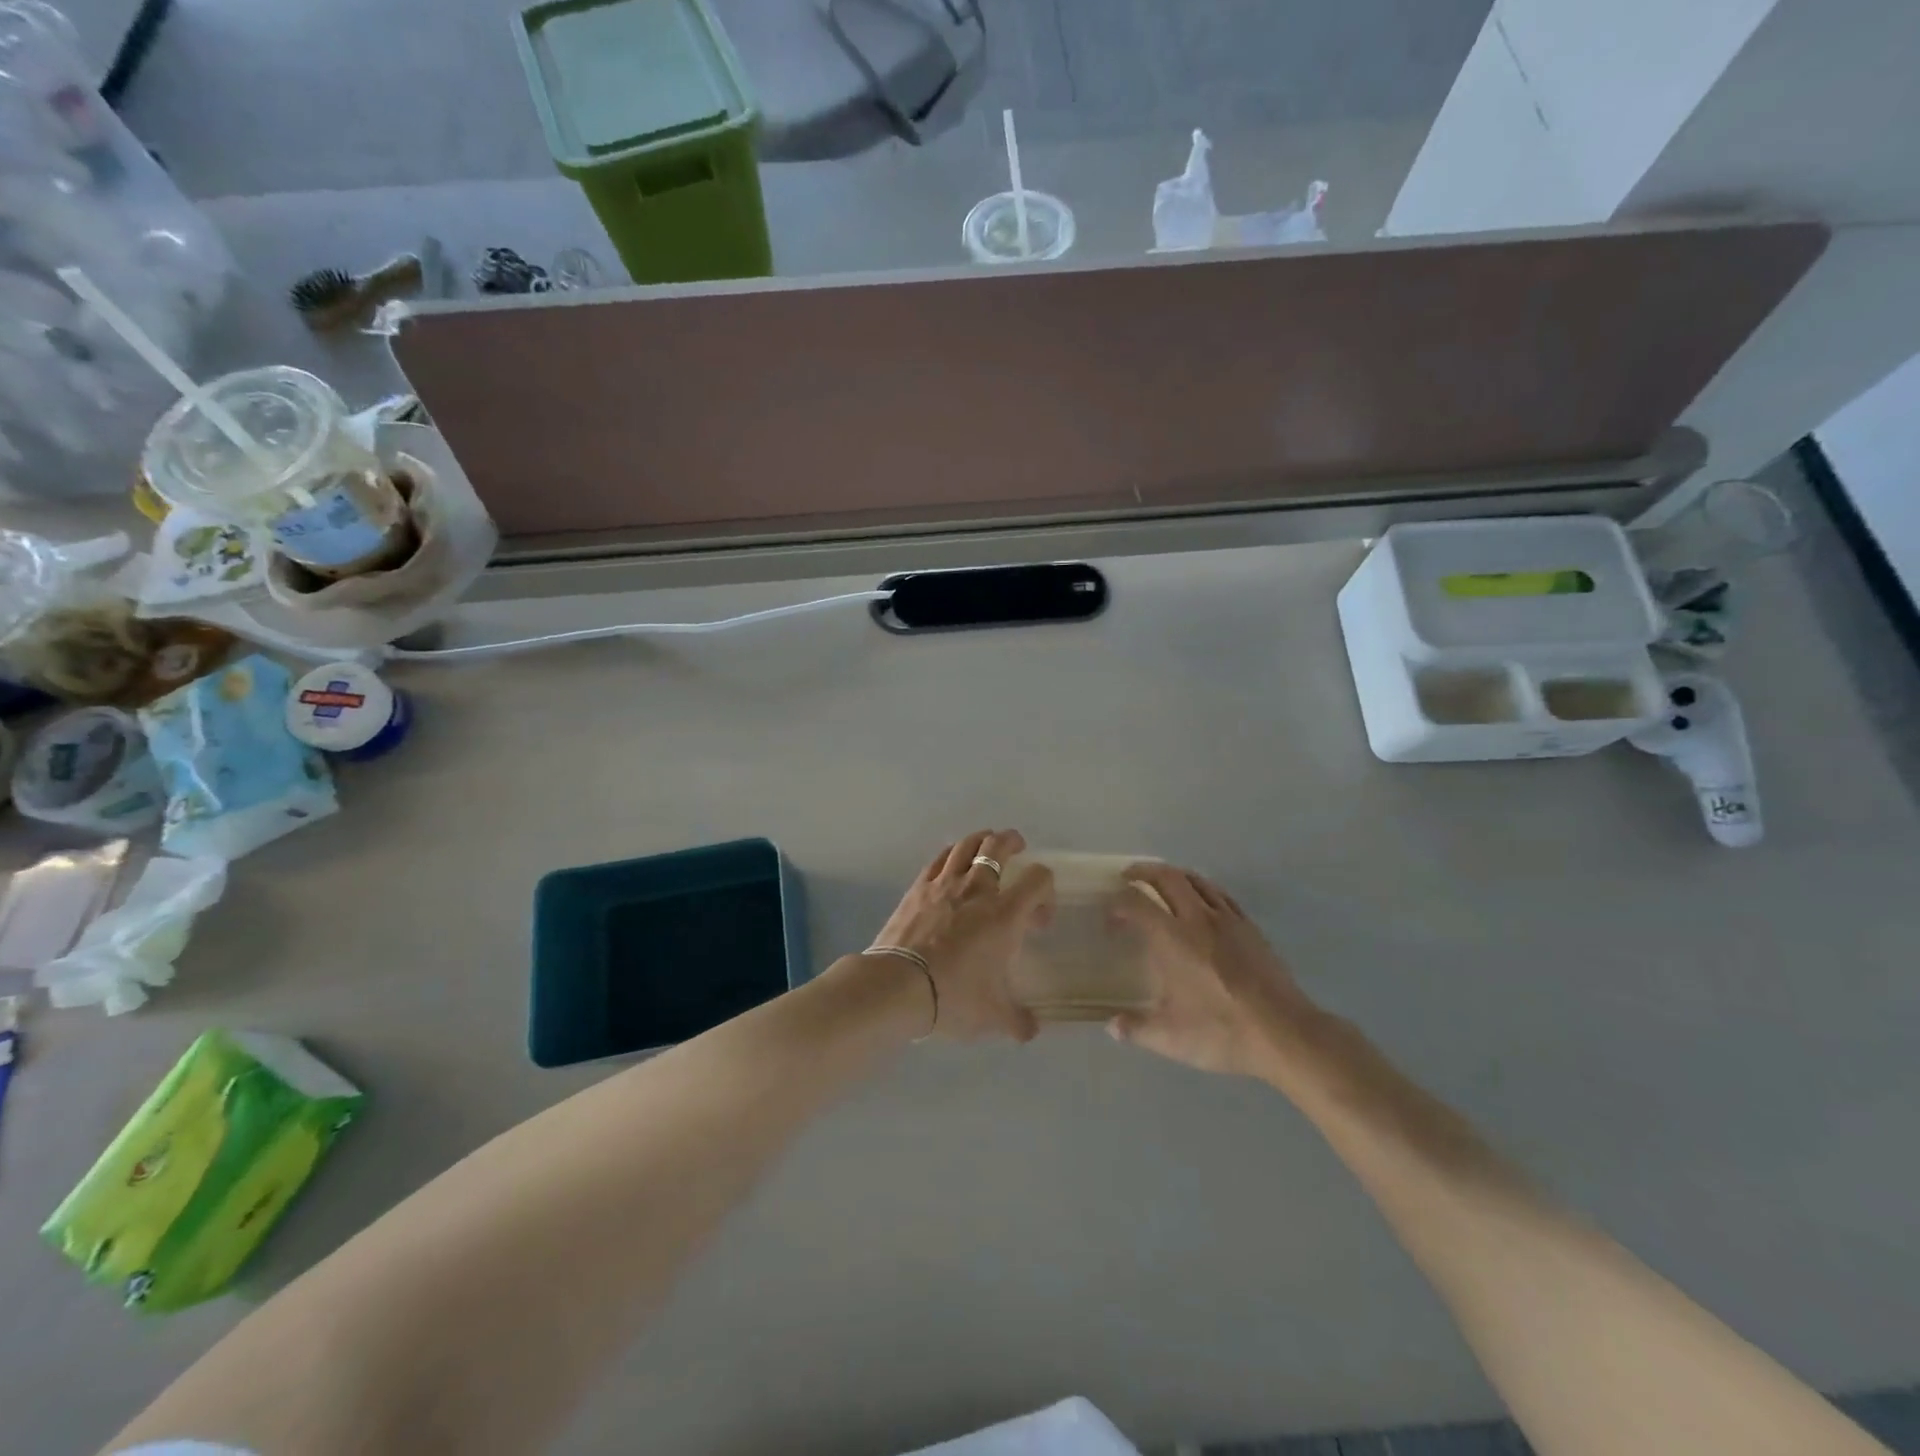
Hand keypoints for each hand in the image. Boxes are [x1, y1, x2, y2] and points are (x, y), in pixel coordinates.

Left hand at [867, 829, 1054, 1042]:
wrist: (898, 986)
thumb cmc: (955, 996)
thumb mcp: (993, 1016)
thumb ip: (1018, 1021)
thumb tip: (1032, 1030)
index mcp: (1005, 914)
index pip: (1038, 879)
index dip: (1047, 887)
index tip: (1040, 914)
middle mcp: (978, 890)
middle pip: (998, 847)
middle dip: (1012, 842)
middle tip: (1017, 845)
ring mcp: (944, 884)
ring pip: (966, 845)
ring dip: (981, 839)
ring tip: (986, 842)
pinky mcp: (917, 888)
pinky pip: (938, 859)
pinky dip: (951, 854)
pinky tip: (951, 860)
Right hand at [1107, 863, 1317, 1076]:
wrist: (1285, 1033)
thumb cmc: (1223, 1031)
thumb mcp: (1171, 1038)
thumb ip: (1136, 1029)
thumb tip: (1112, 1026)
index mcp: (1174, 939)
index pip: (1137, 903)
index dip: (1118, 904)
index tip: (1109, 917)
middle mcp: (1198, 919)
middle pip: (1167, 877)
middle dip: (1143, 872)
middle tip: (1127, 877)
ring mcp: (1228, 920)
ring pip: (1196, 880)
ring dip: (1173, 875)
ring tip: (1161, 882)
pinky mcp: (1250, 927)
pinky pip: (1220, 895)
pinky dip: (1202, 888)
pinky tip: (1201, 902)